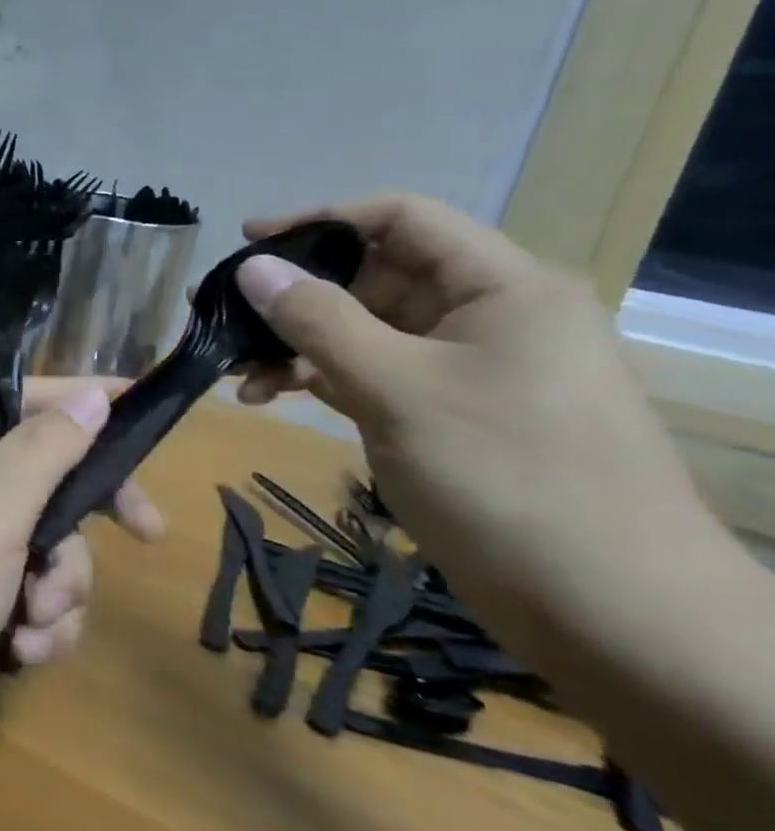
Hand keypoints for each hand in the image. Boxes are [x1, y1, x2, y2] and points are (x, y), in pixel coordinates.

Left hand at [0, 381, 162, 790]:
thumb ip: (48, 447)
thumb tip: (93, 396)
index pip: (17, 403)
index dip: (76, 403)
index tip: (136, 407)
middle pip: (43, 479)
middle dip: (80, 524)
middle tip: (149, 531)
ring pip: (48, 545)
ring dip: (59, 586)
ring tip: (34, 615)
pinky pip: (34, 593)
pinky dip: (40, 622)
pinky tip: (22, 650)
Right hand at [230, 194, 706, 600]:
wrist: (606, 610)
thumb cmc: (505, 476)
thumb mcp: (396, 388)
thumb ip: (318, 320)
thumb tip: (252, 266)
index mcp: (500, 288)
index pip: (401, 220)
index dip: (321, 219)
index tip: (248, 240)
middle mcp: (485, 316)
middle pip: (373, 276)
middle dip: (295, 295)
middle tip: (224, 316)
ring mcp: (464, 368)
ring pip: (362, 330)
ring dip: (296, 344)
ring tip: (235, 370)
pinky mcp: (445, 413)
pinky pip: (369, 373)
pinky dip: (317, 378)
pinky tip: (266, 395)